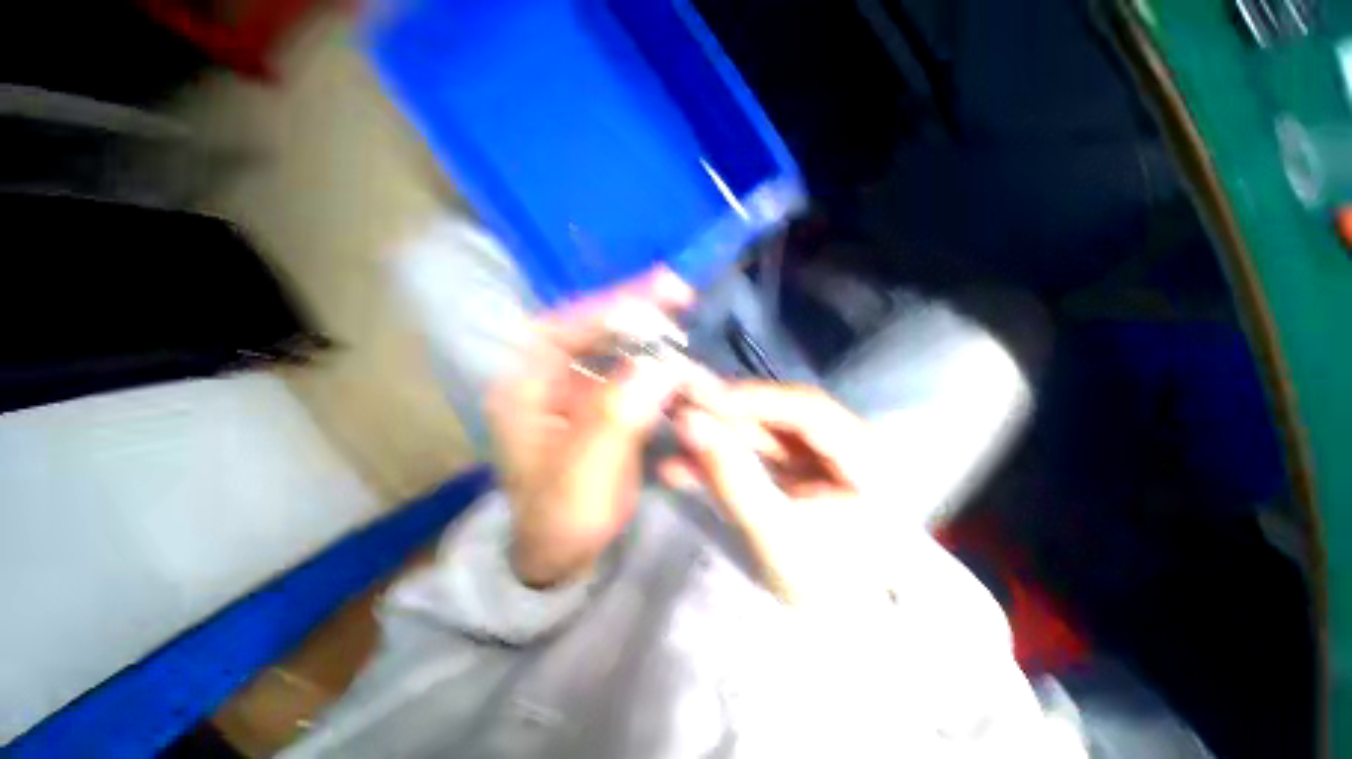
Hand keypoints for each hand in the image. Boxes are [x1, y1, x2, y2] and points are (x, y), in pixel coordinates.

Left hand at [487, 268, 693, 587]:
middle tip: (675, 289)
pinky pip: (623, 365)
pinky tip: (670, 347)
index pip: (560, 331)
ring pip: (606, 342)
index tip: (655, 296)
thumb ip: (616, 417)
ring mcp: (571, 385)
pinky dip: (649, 353)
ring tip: (678, 306)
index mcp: (523, 391)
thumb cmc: (562, 518)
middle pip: (584, 327)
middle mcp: (544, 378)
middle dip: (629, 307)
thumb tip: (661, 366)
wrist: (563, 548)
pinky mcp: (596, 398)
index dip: (607, 310)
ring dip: (642, 325)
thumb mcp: (583, 475)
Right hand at [663, 383, 889, 604]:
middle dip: (725, 414)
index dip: (754, 398)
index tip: (703, 398)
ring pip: (759, 435)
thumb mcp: (775, 534)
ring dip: (715, 435)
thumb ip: (731, 475)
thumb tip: (688, 423)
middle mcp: (843, 445)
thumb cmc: (824, 590)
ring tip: (671, 434)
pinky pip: (751, 458)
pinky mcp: (791, 474)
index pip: (806, 409)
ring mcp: (815, 459)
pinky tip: (679, 467)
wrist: (839, 630)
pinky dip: (717, 461)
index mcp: (866, 457)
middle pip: (778, 417)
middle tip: (679, 405)